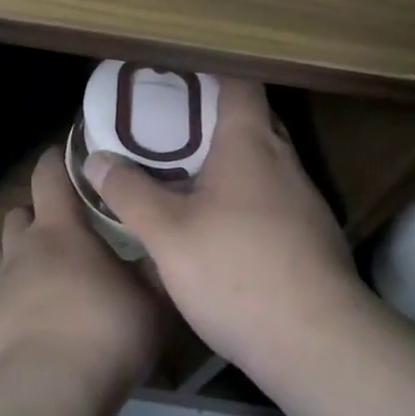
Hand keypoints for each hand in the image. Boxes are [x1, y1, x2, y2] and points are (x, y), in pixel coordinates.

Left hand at [0, 149, 164, 401]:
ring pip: (3, 252)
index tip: (71, 156)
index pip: (48, 175)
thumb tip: (163, 250)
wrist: (45, 394)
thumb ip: (155, 270)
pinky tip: (37, 317)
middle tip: (68, 229)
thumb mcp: (150, 302)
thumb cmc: (103, 333)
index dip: (57, 160)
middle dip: (38, 214)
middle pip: (19, 212)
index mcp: (59, 229)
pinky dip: (14, 295)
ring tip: (48, 274)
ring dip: (21, 254)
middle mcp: (23, 247)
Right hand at [80, 79, 362, 375]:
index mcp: (250, 144)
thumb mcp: (167, 234)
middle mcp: (284, 161)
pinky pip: (274, 197)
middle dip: (213, 117)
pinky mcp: (313, 237)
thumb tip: (96, 160)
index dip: (211, 71)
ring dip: (230, 160)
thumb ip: (130, 193)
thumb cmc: (236, 271)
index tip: (178, 75)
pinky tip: (221, 226)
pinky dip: (246, 196)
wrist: (318, 344)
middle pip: (252, 119)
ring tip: (187, 173)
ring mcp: (305, 200)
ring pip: (264, 162)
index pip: (240, 83)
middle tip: (170, 125)